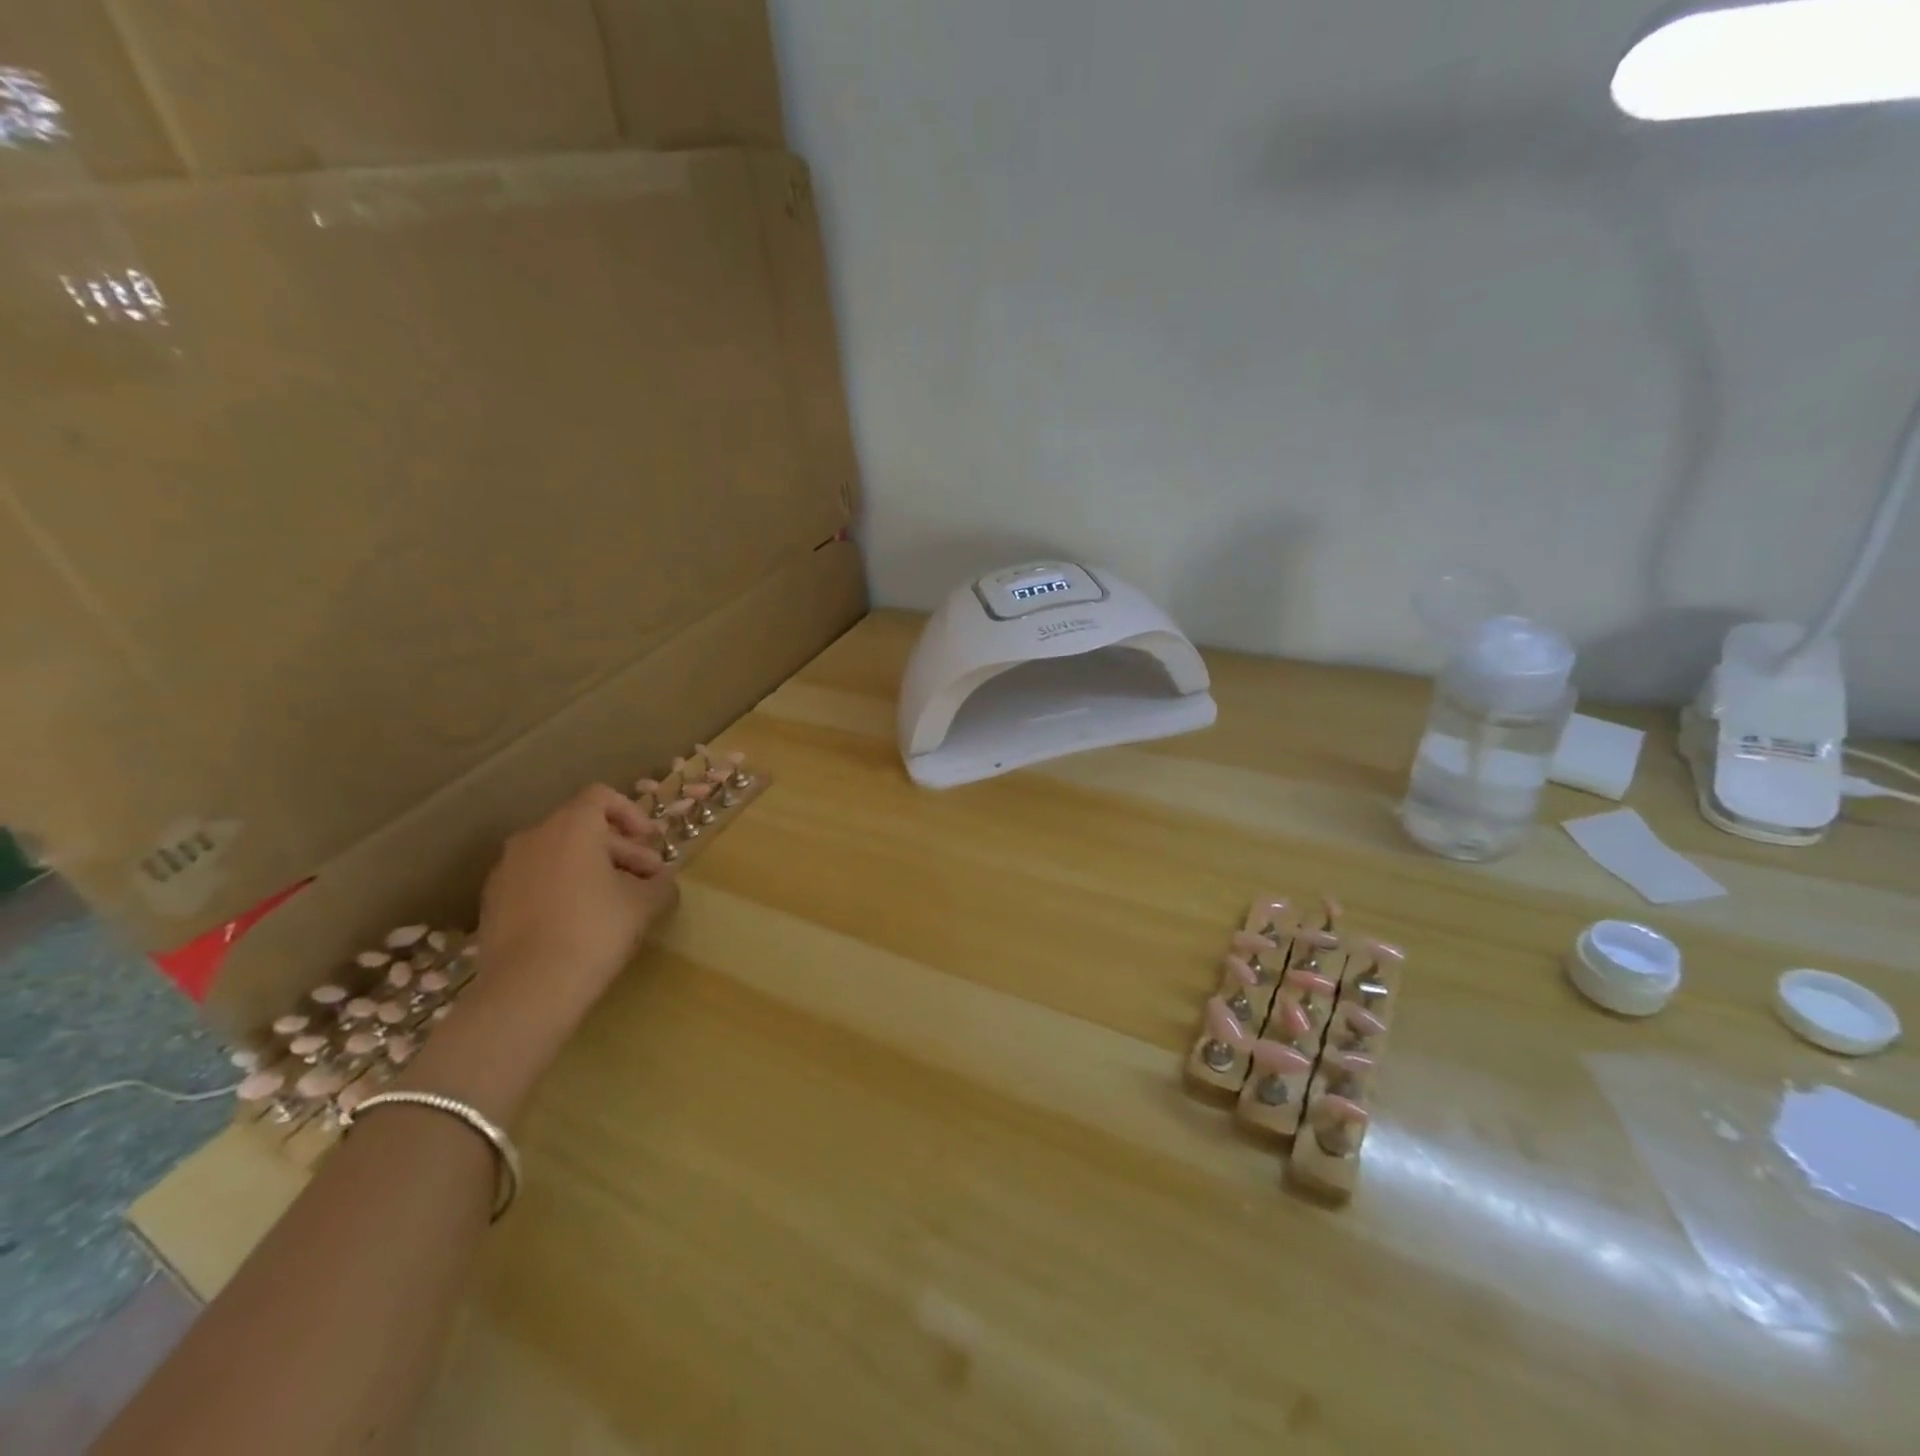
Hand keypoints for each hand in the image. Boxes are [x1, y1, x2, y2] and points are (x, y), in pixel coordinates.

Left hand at [471, 784, 678, 1030]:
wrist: (528, 989)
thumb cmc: (595, 931)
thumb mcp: (645, 904)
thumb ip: (660, 884)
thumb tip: (662, 882)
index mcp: (571, 827)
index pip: (601, 797)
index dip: (631, 813)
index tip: (650, 842)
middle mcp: (533, 837)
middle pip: (582, 827)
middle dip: (619, 848)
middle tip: (645, 880)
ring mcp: (507, 869)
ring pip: (558, 854)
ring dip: (591, 868)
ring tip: (614, 903)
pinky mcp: (493, 901)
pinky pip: (536, 879)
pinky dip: (562, 887)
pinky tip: (579, 922)